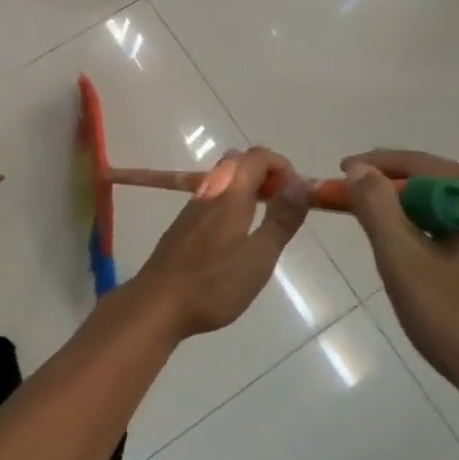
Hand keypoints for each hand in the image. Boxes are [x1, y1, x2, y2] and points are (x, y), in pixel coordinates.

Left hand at [134, 149, 310, 337]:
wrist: (157, 303)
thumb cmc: (213, 285)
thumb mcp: (258, 257)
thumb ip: (281, 220)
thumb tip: (300, 184)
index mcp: (230, 196)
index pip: (257, 156)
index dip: (282, 166)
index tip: (297, 194)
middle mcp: (208, 193)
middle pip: (237, 161)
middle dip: (264, 172)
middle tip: (282, 204)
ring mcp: (191, 208)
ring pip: (221, 178)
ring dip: (247, 186)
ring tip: (264, 219)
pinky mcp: (182, 225)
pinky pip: (210, 197)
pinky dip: (231, 200)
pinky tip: (236, 235)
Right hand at [341, 150, 458, 453]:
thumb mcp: (405, 262)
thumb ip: (377, 207)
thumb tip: (359, 169)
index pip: (417, 163)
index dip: (371, 167)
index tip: (335, 176)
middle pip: (438, 186)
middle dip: (391, 195)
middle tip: (352, 209)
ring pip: (454, 216)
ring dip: (413, 221)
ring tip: (381, 240)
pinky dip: (438, 243)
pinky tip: (422, 269)